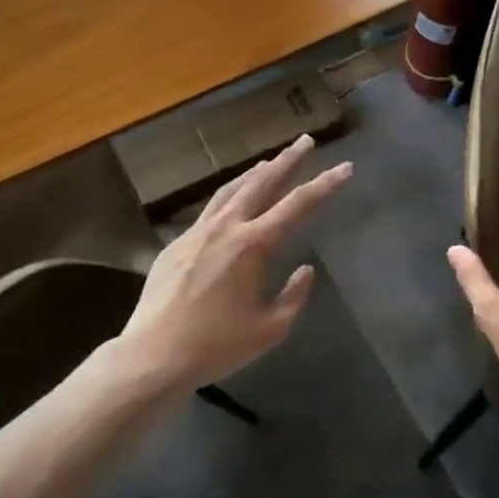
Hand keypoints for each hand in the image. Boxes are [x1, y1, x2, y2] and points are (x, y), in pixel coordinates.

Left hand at [118, 134, 351, 390]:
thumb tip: (304, 271)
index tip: (345, 167)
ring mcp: (197, 232)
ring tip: (270, 160)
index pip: (298, 206)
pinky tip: (231, 200)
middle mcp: (226, 228)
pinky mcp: (176, 244)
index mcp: (253, 245)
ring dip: (255, 172)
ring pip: (231, 190)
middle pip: (262, 183)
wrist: (153, 356)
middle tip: (305, 141)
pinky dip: (228, 196)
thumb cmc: (216, 346)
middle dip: (287, 160)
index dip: (325, 185)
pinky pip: (209, 210)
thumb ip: (293, 296)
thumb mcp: (269, 329)